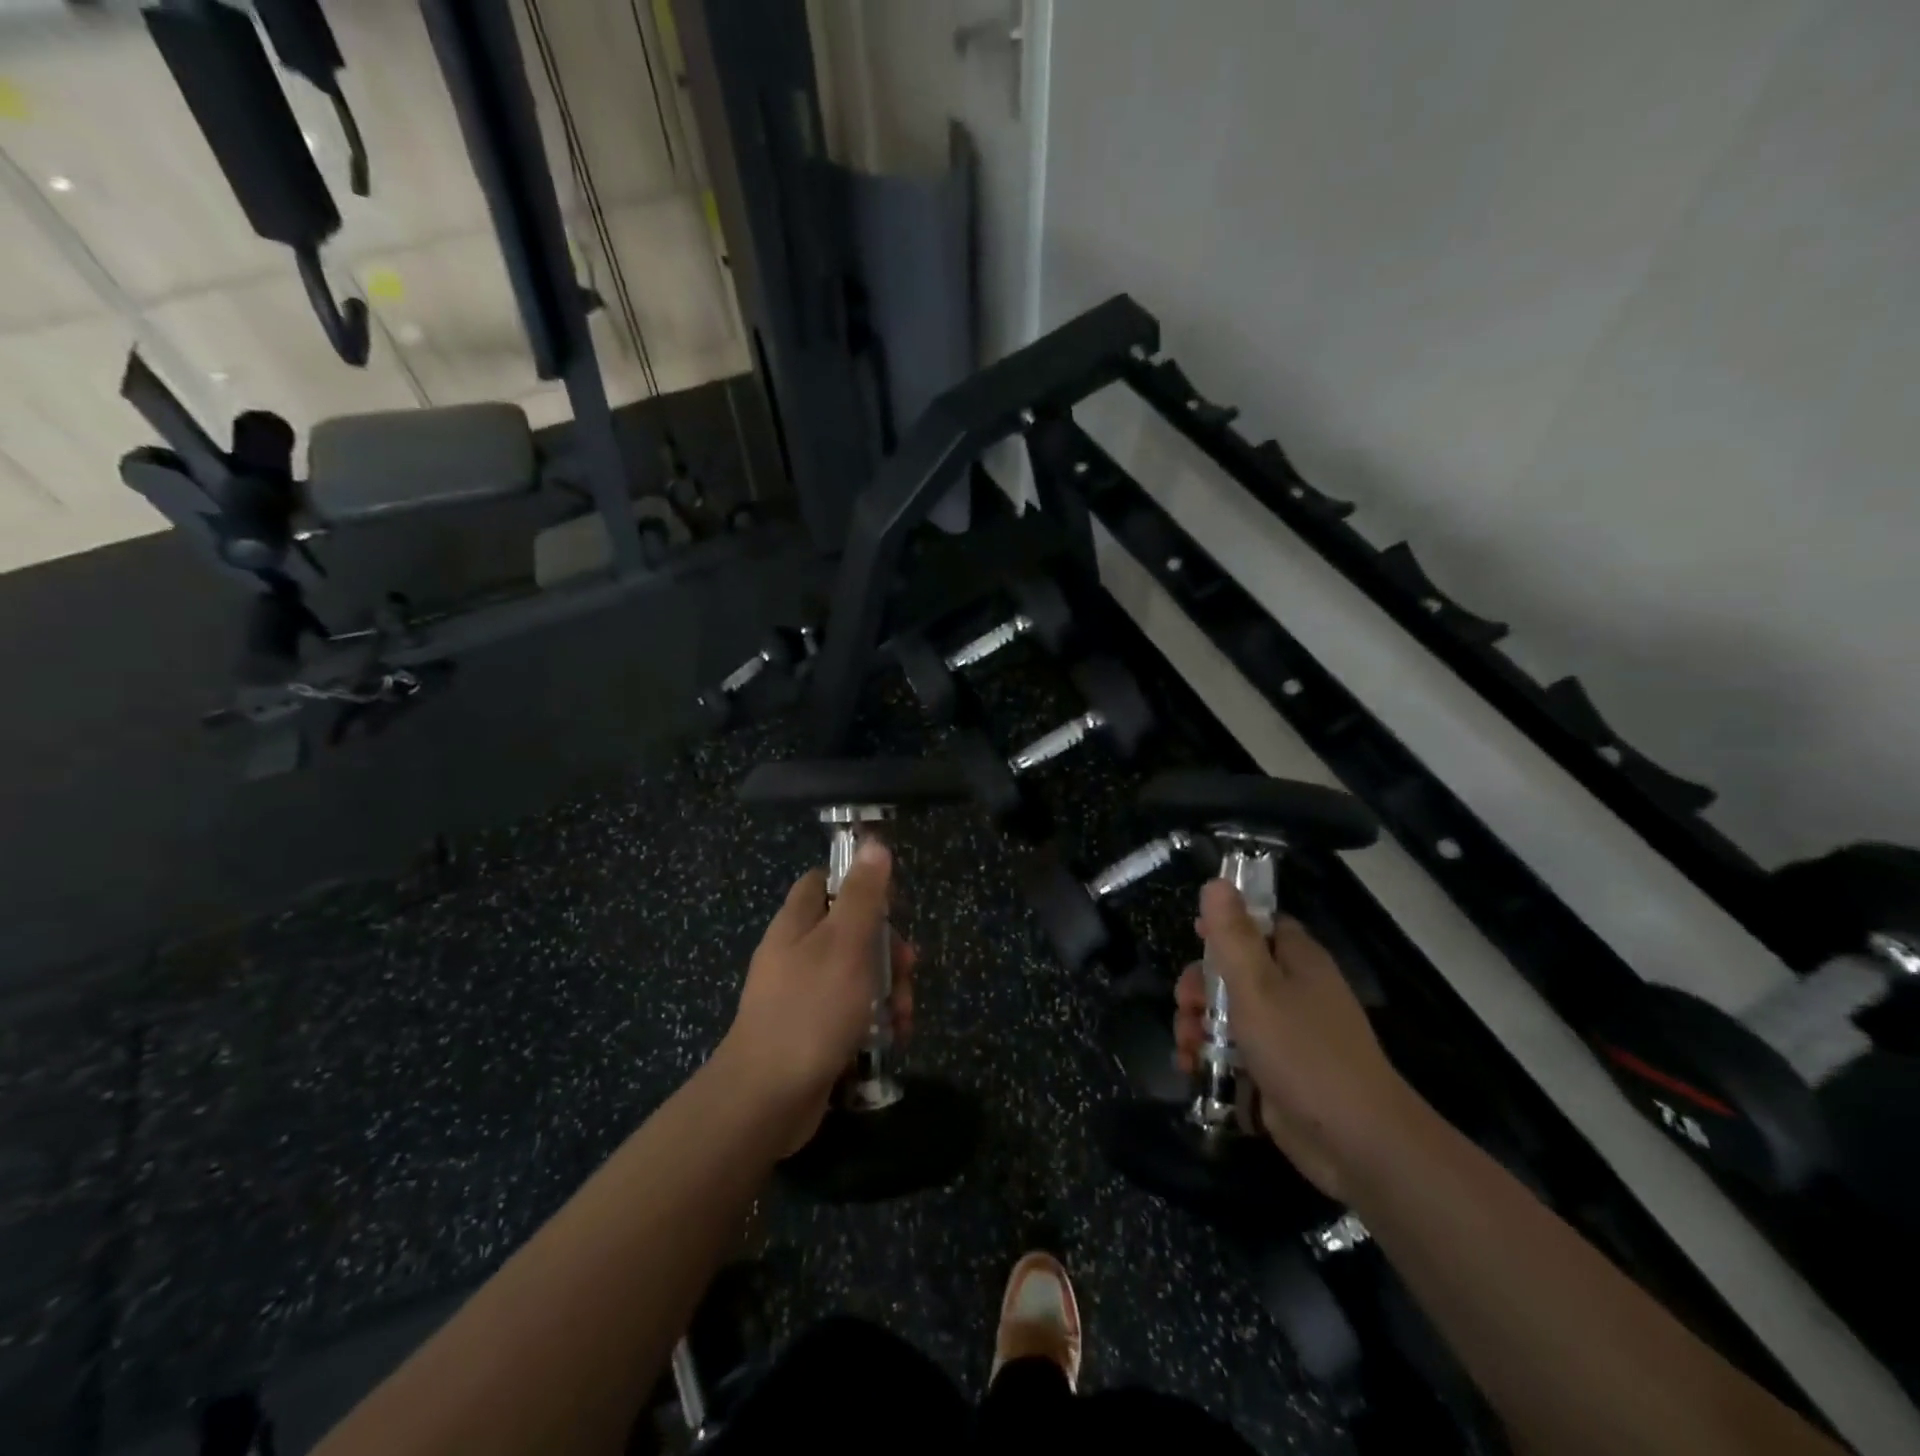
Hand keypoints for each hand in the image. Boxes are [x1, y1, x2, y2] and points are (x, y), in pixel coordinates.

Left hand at [721, 837, 913, 1145]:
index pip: (824, 882)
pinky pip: (849, 1012)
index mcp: (797, 924)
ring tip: (903, 1016)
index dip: (859, 884)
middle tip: (909, 970)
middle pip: (850, 931)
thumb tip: (873, 843)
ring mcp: (802, 995)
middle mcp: (796, 953)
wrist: (766, 1099)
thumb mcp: (846, 943)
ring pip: (856, 975)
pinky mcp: (811, 1032)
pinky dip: (873, 1020)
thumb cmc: (811, 1010)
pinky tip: (892, 1038)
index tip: (892, 905)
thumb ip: (863, 894)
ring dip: (888, 990)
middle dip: (888, 949)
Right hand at [1174, 880, 1416, 1200]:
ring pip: (1229, 1016)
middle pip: (1235, 972)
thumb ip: (1232, 935)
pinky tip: (1192, 1069)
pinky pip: (1235, 1054)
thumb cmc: (1303, 1052)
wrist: (1356, 1143)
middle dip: (1200, 987)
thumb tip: (1217, 882)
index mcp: (1297, 961)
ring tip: (1186, 1047)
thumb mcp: (1257, 987)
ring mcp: (1287, 1036)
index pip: (1260, 924)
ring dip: (1199, 1026)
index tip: (1195, 937)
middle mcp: (1294, 992)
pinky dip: (1210, 1059)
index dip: (1226, 926)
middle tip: (1186, 1006)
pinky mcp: (1277, 1074)